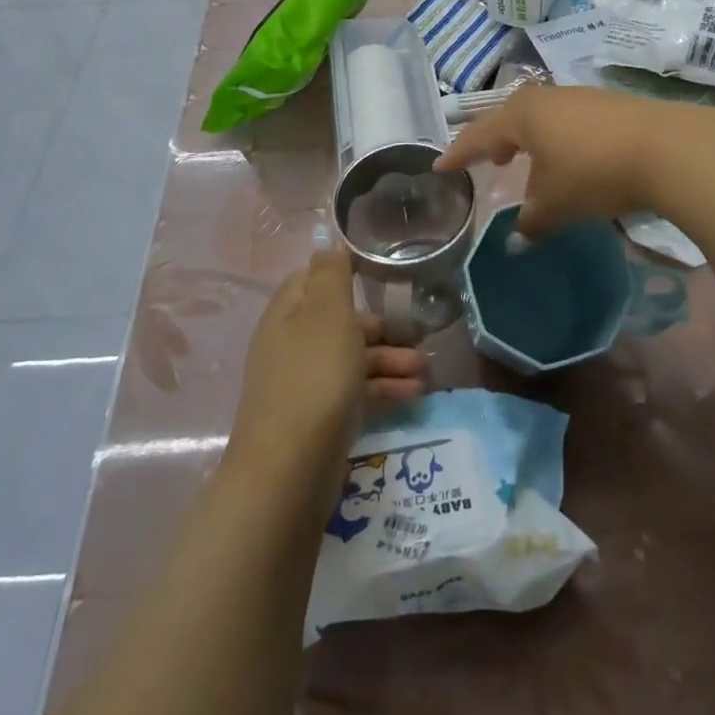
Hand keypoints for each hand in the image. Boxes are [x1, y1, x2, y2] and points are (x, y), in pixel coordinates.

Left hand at [227, 244, 426, 489]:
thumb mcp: (327, 314)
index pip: (314, 278)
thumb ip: (331, 275)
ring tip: (425, 370)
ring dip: (390, 360)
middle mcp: (292, 344)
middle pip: (340, 321)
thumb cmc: (314, 378)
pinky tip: (413, 395)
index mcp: (288, 313)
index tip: (384, 275)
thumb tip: (328, 243)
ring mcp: (304, 383)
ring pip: (352, 358)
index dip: (346, 272)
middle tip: (417, 333)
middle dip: (382, 325)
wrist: (289, 471)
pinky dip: (383, 389)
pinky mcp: (318, 418)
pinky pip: (354, 391)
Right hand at [436, 84, 669, 239]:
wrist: (666, 148)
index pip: (479, 135)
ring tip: (531, 163)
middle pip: (511, 117)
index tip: (441, 167)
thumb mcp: (556, 204)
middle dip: (496, 140)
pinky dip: (558, 139)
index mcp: (522, 116)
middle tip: (490, 160)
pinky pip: (568, 121)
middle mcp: (547, 98)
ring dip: (530, 140)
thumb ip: (531, 221)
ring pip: (542, 117)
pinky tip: (571, 159)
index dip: (459, 153)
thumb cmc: (594, 173)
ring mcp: (580, 97)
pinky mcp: (610, 104)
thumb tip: (520, 236)